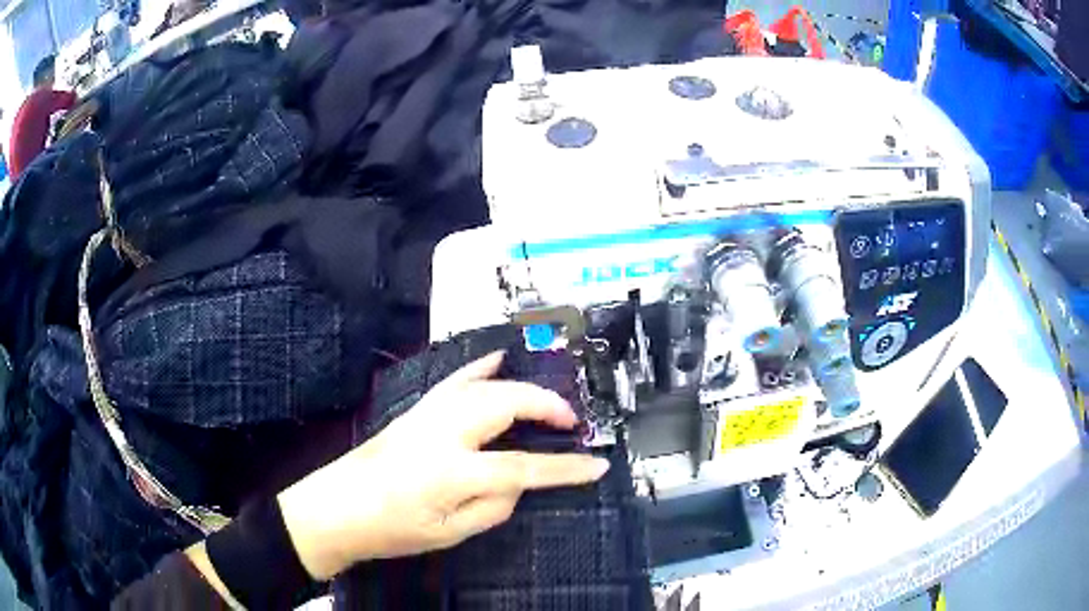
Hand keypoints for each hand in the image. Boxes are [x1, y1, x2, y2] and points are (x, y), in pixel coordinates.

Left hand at [277, 352, 609, 580]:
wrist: (336, 508)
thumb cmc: (390, 530)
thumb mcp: (449, 534)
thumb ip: (493, 507)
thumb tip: (518, 485)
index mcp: (453, 471)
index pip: (524, 467)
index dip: (566, 468)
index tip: (596, 465)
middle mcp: (444, 431)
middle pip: (508, 403)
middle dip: (548, 408)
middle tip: (572, 424)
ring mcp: (428, 414)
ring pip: (487, 385)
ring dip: (524, 388)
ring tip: (549, 402)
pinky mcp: (417, 410)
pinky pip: (456, 379)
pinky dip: (482, 367)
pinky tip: (498, 359)